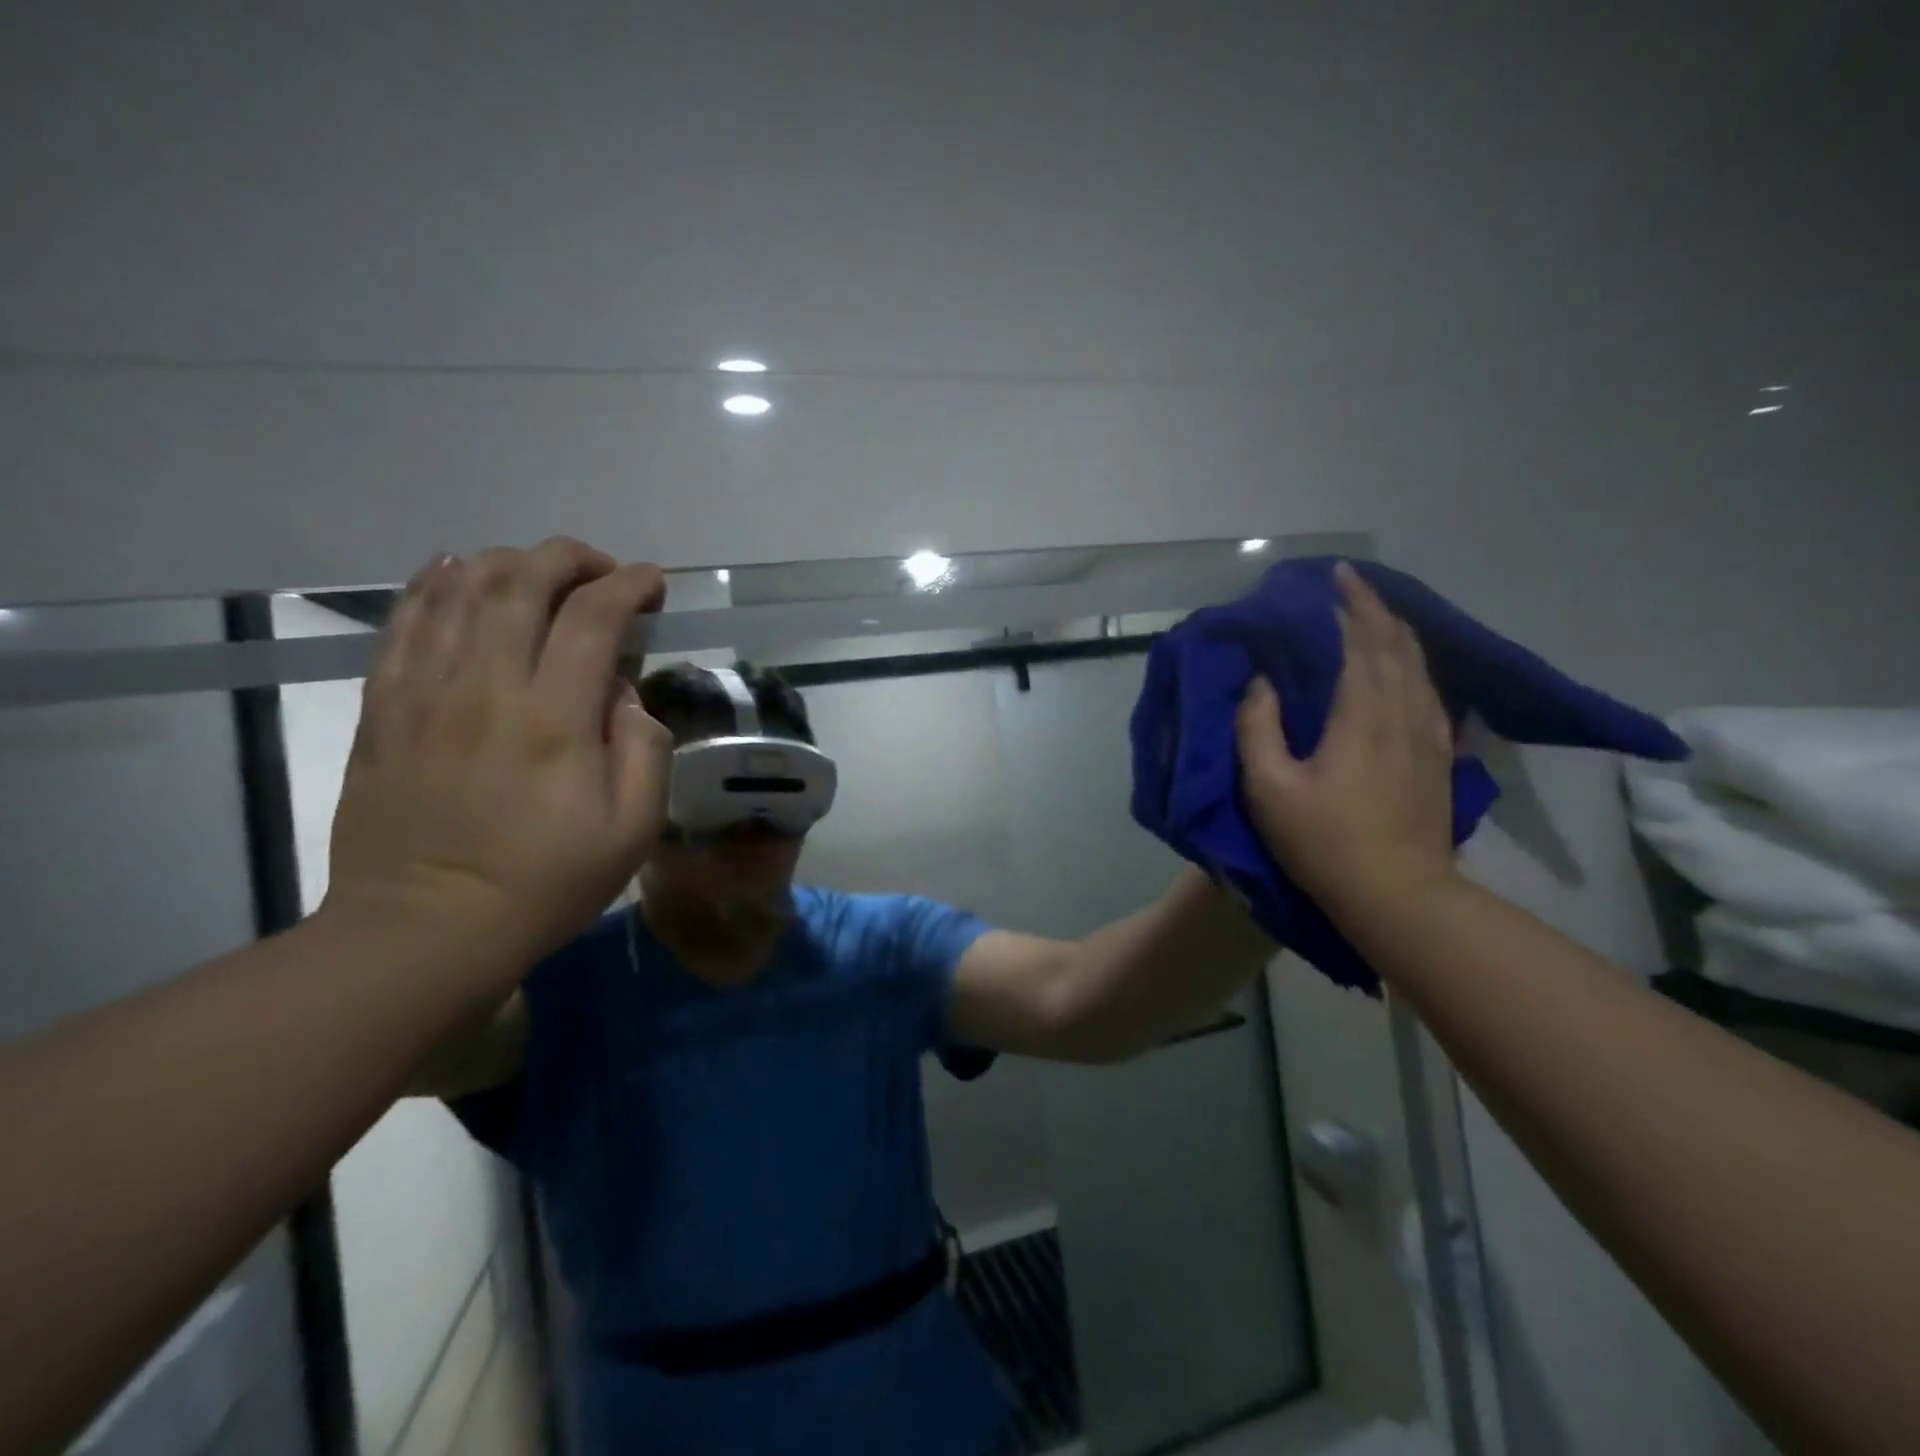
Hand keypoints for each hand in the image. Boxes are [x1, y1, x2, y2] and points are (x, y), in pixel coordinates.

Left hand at [323, 537, 672, 964]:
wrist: (426, 929)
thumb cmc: (546, 883)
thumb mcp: (632, 830)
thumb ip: (645, 750)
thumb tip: (625, 695)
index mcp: (555, 719)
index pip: (594, 618)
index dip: (629, 585)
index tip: (652, 583)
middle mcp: (486, 688)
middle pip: (521, 582)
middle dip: (570, 558)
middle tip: (601, 570)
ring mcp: (424, 693)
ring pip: (459, 589)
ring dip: (508, 563)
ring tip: (539, 572)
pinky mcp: (383, 708)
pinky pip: (403, 623)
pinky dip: (433, 585)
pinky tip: (454, 573)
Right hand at [1234, 561, 1458, 921]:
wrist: (1398, 895)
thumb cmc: (1324, 841)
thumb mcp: (1269, 787)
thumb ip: (1257, 727)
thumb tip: (1260, 682)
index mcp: (1361, 715)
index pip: (1362, 641)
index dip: (1350, 604)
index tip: (1335, 575)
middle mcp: (1402, 713)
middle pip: (1397, 645)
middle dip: (1375, 608)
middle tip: (1351, 585)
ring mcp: (1428, 736)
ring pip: (1420, 666)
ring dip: (1397, 633)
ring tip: (1375, 616)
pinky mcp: (1439, 757)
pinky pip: (1430, 694)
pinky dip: (1415, 666)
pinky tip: (1407, 669)